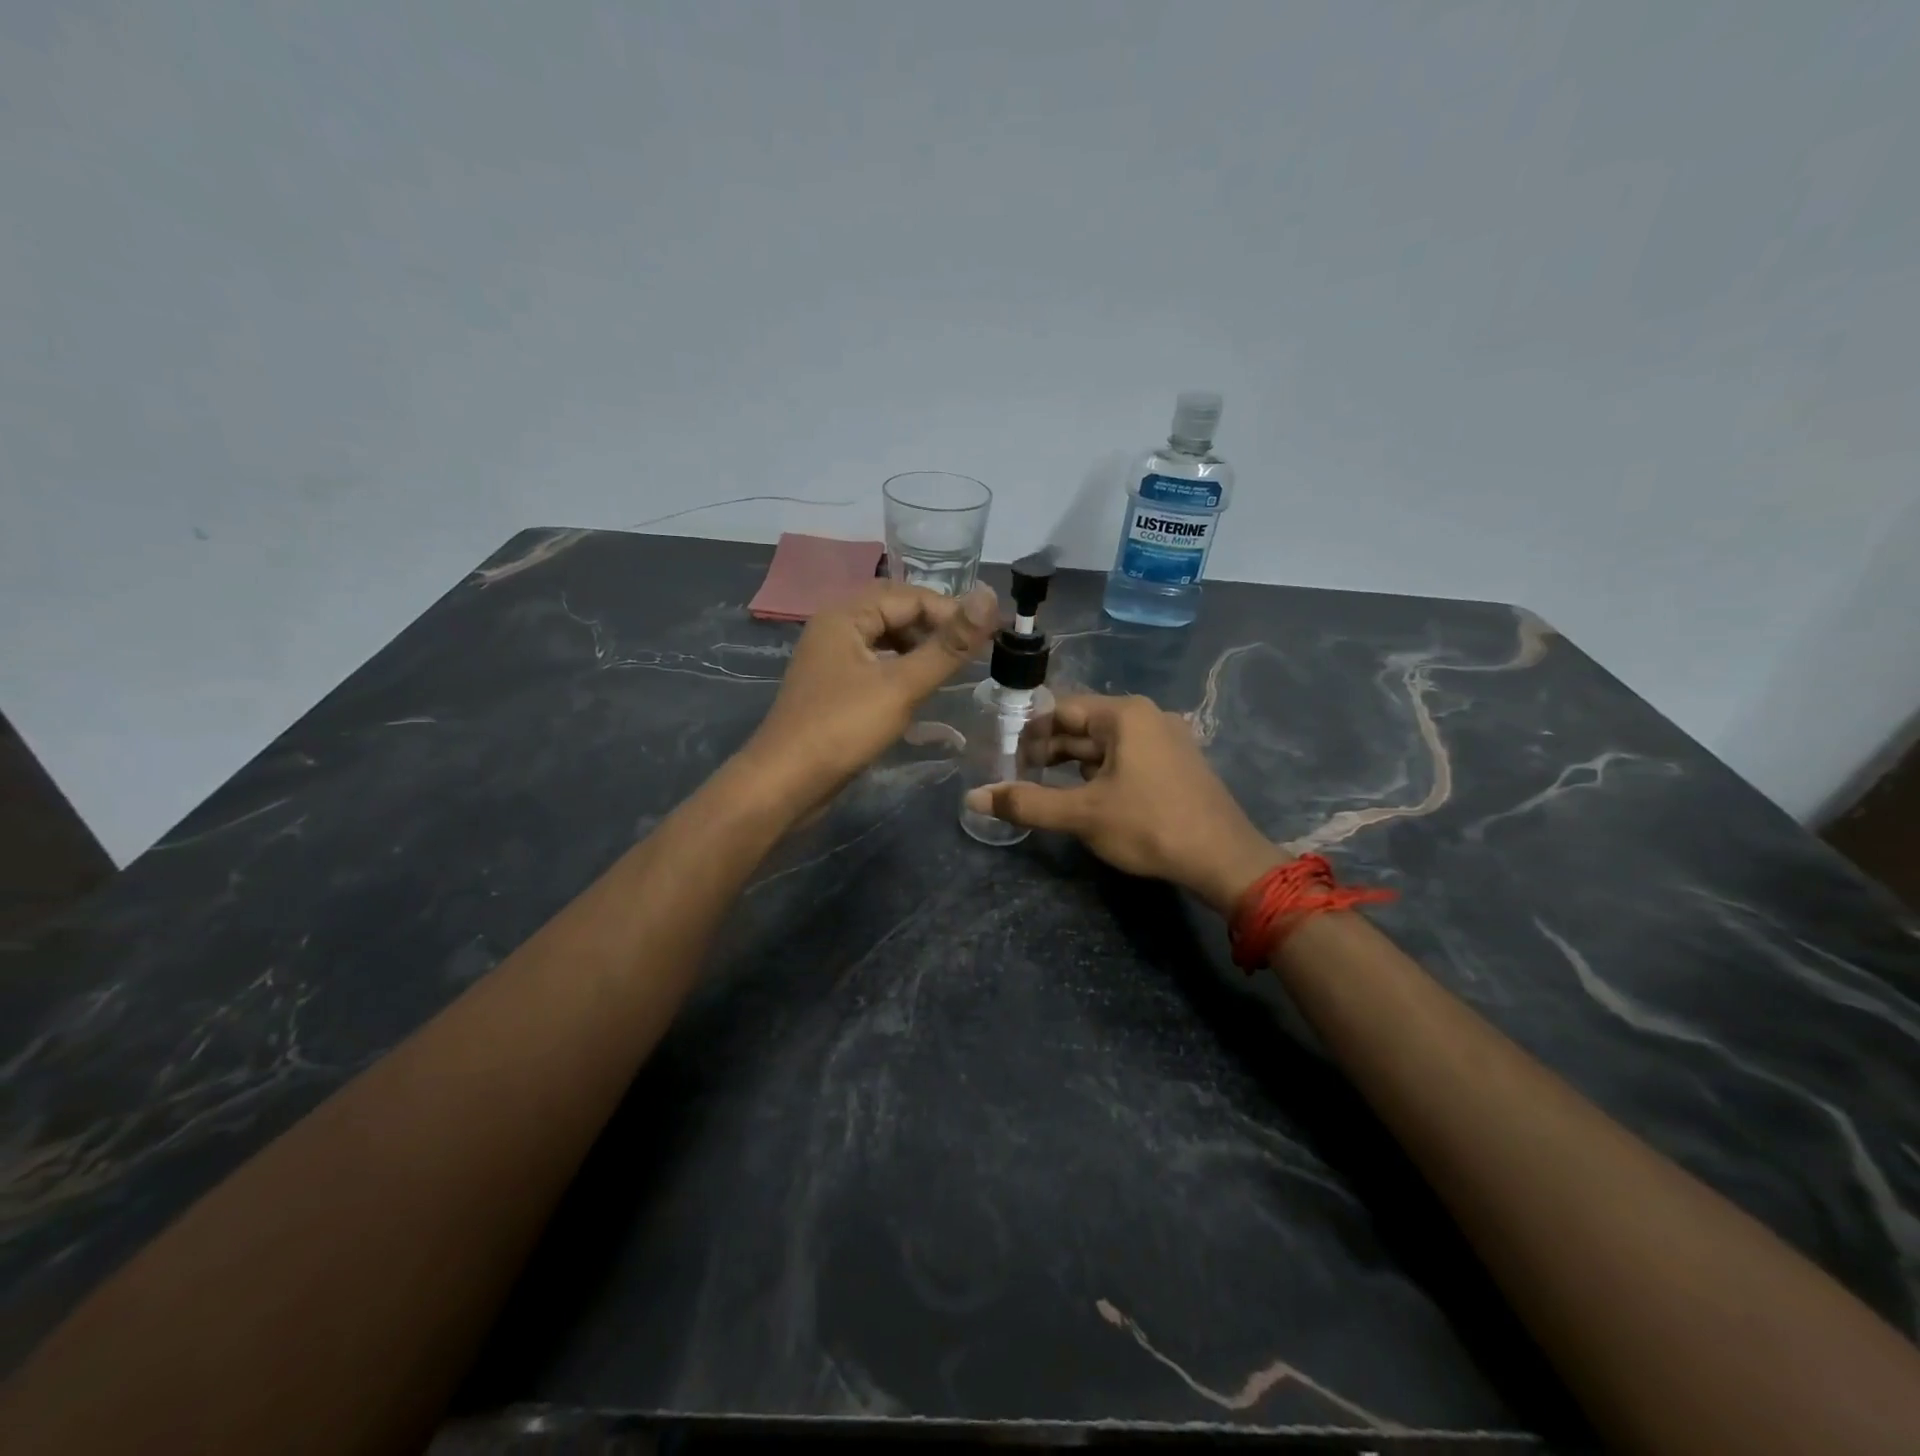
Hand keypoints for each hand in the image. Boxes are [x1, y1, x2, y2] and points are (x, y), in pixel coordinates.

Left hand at [743, 581, 997, 810]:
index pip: (910, 596)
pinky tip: (921, 691)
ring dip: (920, 649)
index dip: (952, 611)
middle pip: (895, 613)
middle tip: (973, 652)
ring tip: (953, 670)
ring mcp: (832, 660)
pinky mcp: (834, 688)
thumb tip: (990, 597)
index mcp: (845, 615)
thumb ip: (948, 645)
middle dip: (936, 627)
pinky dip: (902, 671)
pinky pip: (876, 666)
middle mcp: (835, 628)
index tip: (990, 635)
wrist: (785, 783)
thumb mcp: (902, 685)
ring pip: (886, 640)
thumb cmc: (843, 728)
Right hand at [964, 693, 1282, 913]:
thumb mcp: (1082, 814)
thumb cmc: (1149, 826)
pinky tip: (1086, 797)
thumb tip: (973, 798)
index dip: (1030, 733)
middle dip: (1050, 750)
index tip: (1007, 759)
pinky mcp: (1176, 764)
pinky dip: (1101, 772)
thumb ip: (1026, 803)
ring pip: (1106, 745)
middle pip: (1084, 726)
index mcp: (1124, 714)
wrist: (1224, 859)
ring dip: (1074, 764)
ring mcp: (1166, 740)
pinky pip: (1127, 758)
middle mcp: (1147, 716)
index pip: (1062, 710)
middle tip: (1020, 777)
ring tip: (1046, 789)